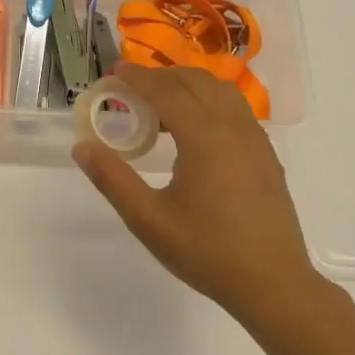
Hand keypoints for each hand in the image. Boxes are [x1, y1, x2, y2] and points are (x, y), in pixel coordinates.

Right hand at [73, 64, 335, 325]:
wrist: (272, 283)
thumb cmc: (206, 251)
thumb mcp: (148, 220)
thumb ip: (113, 179)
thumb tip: (82, 147)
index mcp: (205, 137)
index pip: (167, 90)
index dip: (138, 77)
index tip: (114, 71)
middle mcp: (234, 128)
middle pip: (197, 82)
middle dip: (162, 76)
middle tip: (131, 86)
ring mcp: (256, 141)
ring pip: (221, 92)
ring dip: (188, 86)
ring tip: (160, 104)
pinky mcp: (266, 157)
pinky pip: (236, 111)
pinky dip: (209, 103)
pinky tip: (193, 131)